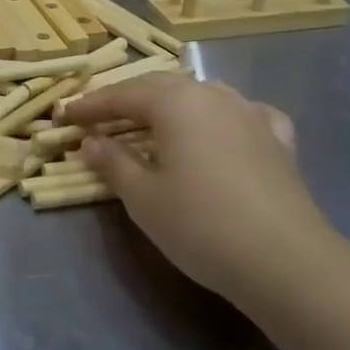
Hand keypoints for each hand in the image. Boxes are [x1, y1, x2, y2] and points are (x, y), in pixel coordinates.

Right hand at [66, 75, 339, 302]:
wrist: (286, 261)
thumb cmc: (200, 224)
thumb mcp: (142, 197)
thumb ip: (112, 162)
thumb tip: (91, 141)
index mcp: (175, 102)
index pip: (121, 95)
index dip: (89, 106)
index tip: (63, 115)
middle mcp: (212, 95)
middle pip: (160, 88)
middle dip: (126, 101)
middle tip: (99, 118)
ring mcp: (250, 114)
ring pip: (201, 96)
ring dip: (171, 105)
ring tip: (153, 122)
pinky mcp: (278, 140)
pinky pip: (242, 115)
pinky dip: (221, 118)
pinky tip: (223, 129)